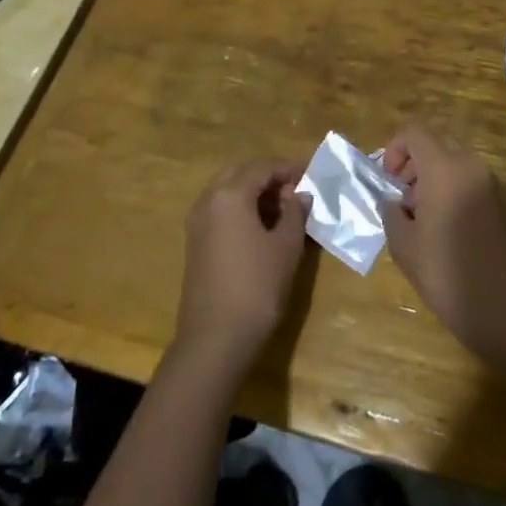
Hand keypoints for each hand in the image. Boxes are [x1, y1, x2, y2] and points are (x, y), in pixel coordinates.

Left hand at [173, 160, 312, 375]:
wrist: (215, 339)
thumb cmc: (257, 286)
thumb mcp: (286, 246)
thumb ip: (295, 212)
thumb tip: (299, 194)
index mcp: (229, 194)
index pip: (262, 167)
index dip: (287, 168)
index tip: (310, 175)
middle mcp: (208, 200)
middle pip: (240, 173)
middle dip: (267, 176)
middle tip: (294, 190)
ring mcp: (197, 222)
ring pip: (227, 191)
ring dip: (253, 192)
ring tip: (282, 209)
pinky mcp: (195, 243)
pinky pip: (219, 211)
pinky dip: (240, 209)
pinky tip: (261, 228)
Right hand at [380, 125, 505, 361]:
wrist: (499, 307)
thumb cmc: (444, 272)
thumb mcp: (402, 242)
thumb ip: (391, 210)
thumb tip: (393, 200)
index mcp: (445, 168)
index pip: (414, 133)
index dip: (394, 150)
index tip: (387, 181)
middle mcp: (471, 166)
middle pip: (435, 146)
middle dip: (412, 167)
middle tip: (401, 202)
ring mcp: (490, 183)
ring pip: (452, 164)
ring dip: (431, 180)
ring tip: (420, 219)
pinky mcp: (501, 202)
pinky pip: (468, 182)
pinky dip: (450, 192)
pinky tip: (443, 229)